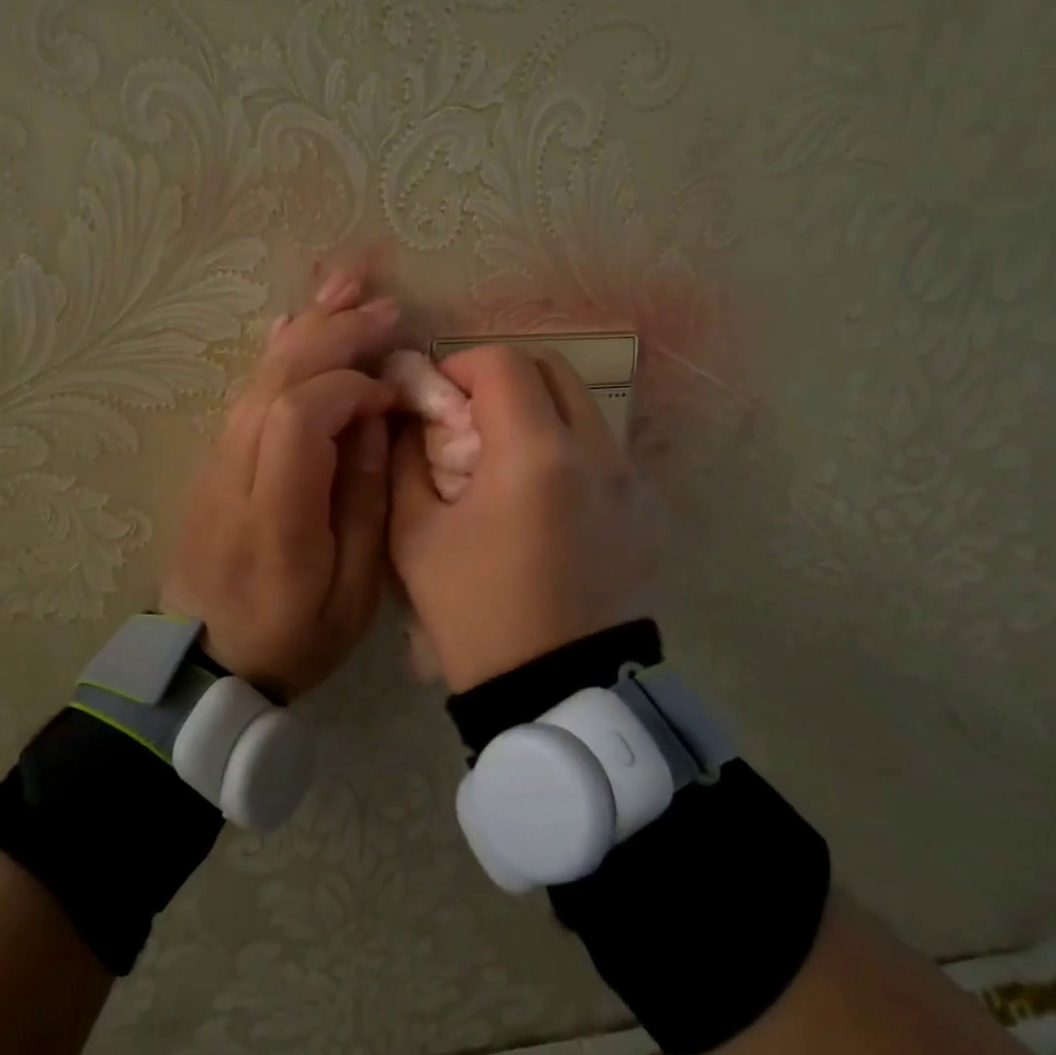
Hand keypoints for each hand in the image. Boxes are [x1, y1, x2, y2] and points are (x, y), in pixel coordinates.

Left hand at [162, 269, 399, 700]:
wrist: (207, 663)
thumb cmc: (293, 637)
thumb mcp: (353, 592)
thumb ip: (364, 501)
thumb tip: (373, 420)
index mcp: (275, 516)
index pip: (300, 416)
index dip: (350, 387)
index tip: (392, 392)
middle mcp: (235, 475)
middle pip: (276, 381)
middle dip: (333, 334)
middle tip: (384, 305)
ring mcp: (216, 463)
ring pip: (258, 377)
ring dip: (306, 326)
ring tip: (346, 283)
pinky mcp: (214, 461)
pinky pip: (246, 392)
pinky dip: (278, 351)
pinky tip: (296, 321)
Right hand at [389, 346, 658, 692]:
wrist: (558, 692)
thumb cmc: (476, 615)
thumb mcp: (416, 538)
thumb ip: (406, 462)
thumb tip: (412, 419)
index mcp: (535, 454)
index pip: (503, 363)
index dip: (462, 365)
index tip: (439, 398)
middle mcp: (597, 452)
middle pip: (553, 370)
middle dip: (503, 379)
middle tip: (471, 420)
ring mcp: (633, 481)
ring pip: (584, 408)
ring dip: (539, 413)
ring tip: (507, 461)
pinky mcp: (649, 511)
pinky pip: (605, 452)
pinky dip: (569, 451)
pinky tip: (545, 501)